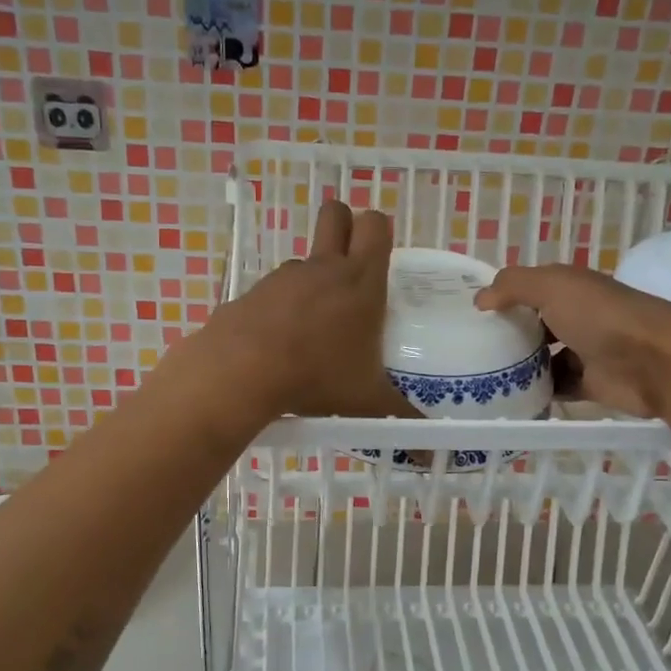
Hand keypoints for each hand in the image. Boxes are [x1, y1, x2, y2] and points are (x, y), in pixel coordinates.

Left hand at [192, 200, 419, 420]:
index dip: (379, 230)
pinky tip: (282, 343)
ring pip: (306, 258)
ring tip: (317, 326)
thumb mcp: (367, 403)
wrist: (242, 373)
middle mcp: (324, 268)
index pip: (376, 225)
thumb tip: (428, 457)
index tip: (381, 257)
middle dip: (345, 226)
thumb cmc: (318, 378)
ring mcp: (285, 277)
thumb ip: (400, 422)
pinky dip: (283, 306)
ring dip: (314, 277)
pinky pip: (276, 289)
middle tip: (351, 263)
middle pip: (336, 214)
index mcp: (361, 282)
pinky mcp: (254, 292)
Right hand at [474, 263, 670, 417]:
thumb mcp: (551, 287)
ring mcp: (586, 350)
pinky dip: (538, 392)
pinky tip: (511, 398)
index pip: (530, 288)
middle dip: (509, 335)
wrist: (655, 362)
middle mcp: (578, 316)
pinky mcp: (591, 383)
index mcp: (570, 288)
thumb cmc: (600, 316)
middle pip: (535, 324)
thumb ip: (513, 286)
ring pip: (544, 358)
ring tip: (484, 377)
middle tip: (473, 350)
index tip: (472, 314)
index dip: (504, 297)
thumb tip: (480, 299)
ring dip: (521, 366)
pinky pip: (558, 387)